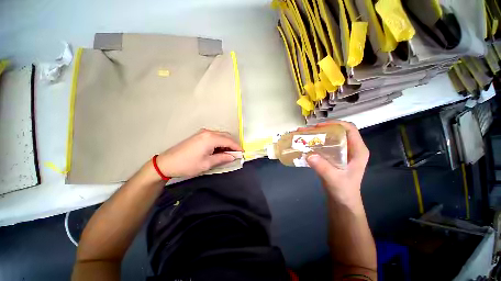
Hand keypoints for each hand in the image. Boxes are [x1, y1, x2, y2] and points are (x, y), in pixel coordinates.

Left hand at [155, 129, 242, 177]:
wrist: (167, 162)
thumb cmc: (188, 164)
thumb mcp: (207, 163)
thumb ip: (222, 158)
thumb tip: (233, 156)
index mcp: (211, 138)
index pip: (229, 140)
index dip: (237, 147)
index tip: (242, 153)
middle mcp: (208, 132)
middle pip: (226, 136)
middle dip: (232, 144)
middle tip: (235, 154)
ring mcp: (203, 133)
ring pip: (220, 136)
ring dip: (226, 143)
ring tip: (227, 153)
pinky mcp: (199, 135)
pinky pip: (214, 137)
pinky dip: (219, 142)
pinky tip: (219, 150)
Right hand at [306, 121, 368, 205]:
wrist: (342, 202)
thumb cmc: (344, 191)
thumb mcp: (334, 179)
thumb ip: (323, 168)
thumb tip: (309, 155)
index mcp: (358, 150)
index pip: (350, 129)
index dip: (335, 124)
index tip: (319, 126)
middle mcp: (351, 148)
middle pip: (338, 132)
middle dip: (322, 129)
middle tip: (307, 130)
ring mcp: (342, 152)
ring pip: (330, 138)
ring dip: (317, 135)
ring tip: (303, 135)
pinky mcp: (334, 157)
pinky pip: (325, 145)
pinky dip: (315, 143)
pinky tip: (306, 144)